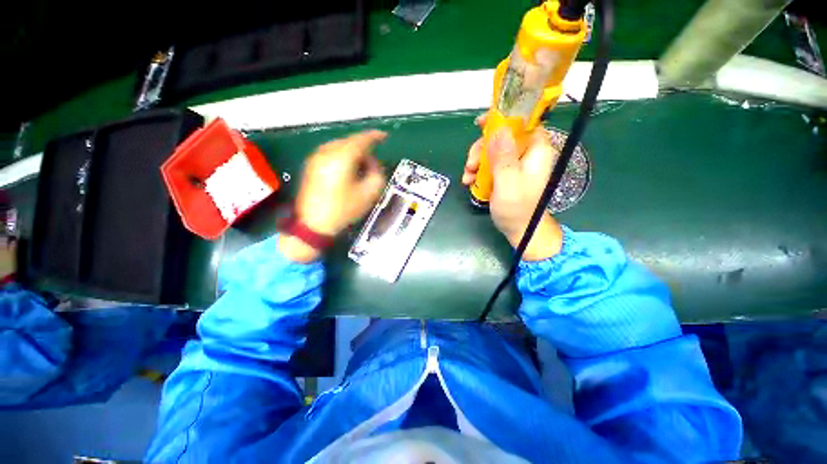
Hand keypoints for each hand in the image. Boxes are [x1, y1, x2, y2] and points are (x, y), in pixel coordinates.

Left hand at [280, 130, 386, 262]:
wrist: (313, 225)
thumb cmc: (344, 210)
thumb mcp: (369, 194)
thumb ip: (377, 173)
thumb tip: (372, 163)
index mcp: (341, 158)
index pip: (361, 140)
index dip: (374, 136)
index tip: (384, 136)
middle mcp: (326, 152)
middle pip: (349, 141)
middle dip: (364, 146)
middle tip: (374, 159)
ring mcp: (316, 157)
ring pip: (339, 145)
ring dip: (353, 152)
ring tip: (362, 165)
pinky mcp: (311, 165)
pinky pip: (331, 152)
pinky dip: (343, 156)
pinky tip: (348, 168)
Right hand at [462, 114, 563, 260]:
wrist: (520, 229)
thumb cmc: (517, 209)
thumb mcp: (509, 183)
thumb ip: (504, 157)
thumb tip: (499, 129)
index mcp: (535, 150)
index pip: (522, 122)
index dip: (501, 119)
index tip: (480, 124)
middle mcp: (526, 153)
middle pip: (501, 137)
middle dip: (481, 149)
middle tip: (470, 165)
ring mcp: (515, 163)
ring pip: (492, 150)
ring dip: (476, 162)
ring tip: (467, 179)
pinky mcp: (505, 173)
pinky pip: (489, 164)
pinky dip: (477, 171)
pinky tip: (469, 182)